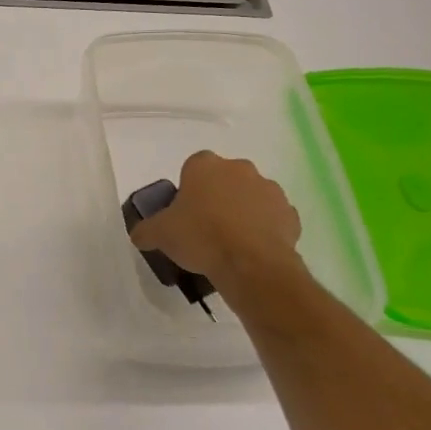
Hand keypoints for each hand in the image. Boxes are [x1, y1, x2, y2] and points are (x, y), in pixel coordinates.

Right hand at [128, 151, 306, 294]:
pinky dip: (264, 229)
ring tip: (230, 241)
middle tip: (205, 225)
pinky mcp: (290, 214)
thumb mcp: (160, 234)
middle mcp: (240, 169)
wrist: (251, 264)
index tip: (184, 210)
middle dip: (217, 196)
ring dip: (242, 211)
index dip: (188, 187)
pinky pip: (272, 217)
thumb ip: (146, 230)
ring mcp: (269, 189)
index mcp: (205, 166)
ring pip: (251, 196)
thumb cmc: (200, 237)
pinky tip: (252, 250)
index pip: (192, 166)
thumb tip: (140, 234)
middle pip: (224, 178)